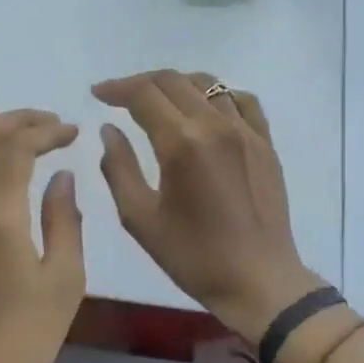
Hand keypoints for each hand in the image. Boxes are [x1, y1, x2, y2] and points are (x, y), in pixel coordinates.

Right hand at [93, 70, 323, 342]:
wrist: (258, 281)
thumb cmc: (192, 256)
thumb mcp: (140, 218)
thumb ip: (118, 167)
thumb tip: (110, 130)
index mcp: (182, 143)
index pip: (143, 94)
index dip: (116, 88)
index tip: (97, 94)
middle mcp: (215, 125)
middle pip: (173, 81)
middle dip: (140, 83)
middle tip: (119, 97)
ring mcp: (246, 131)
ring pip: (208, 84)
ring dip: (177, 85)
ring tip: (158, 101)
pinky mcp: (266, 143)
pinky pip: (242, 100)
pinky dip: (217, 95)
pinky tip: (206, 109)